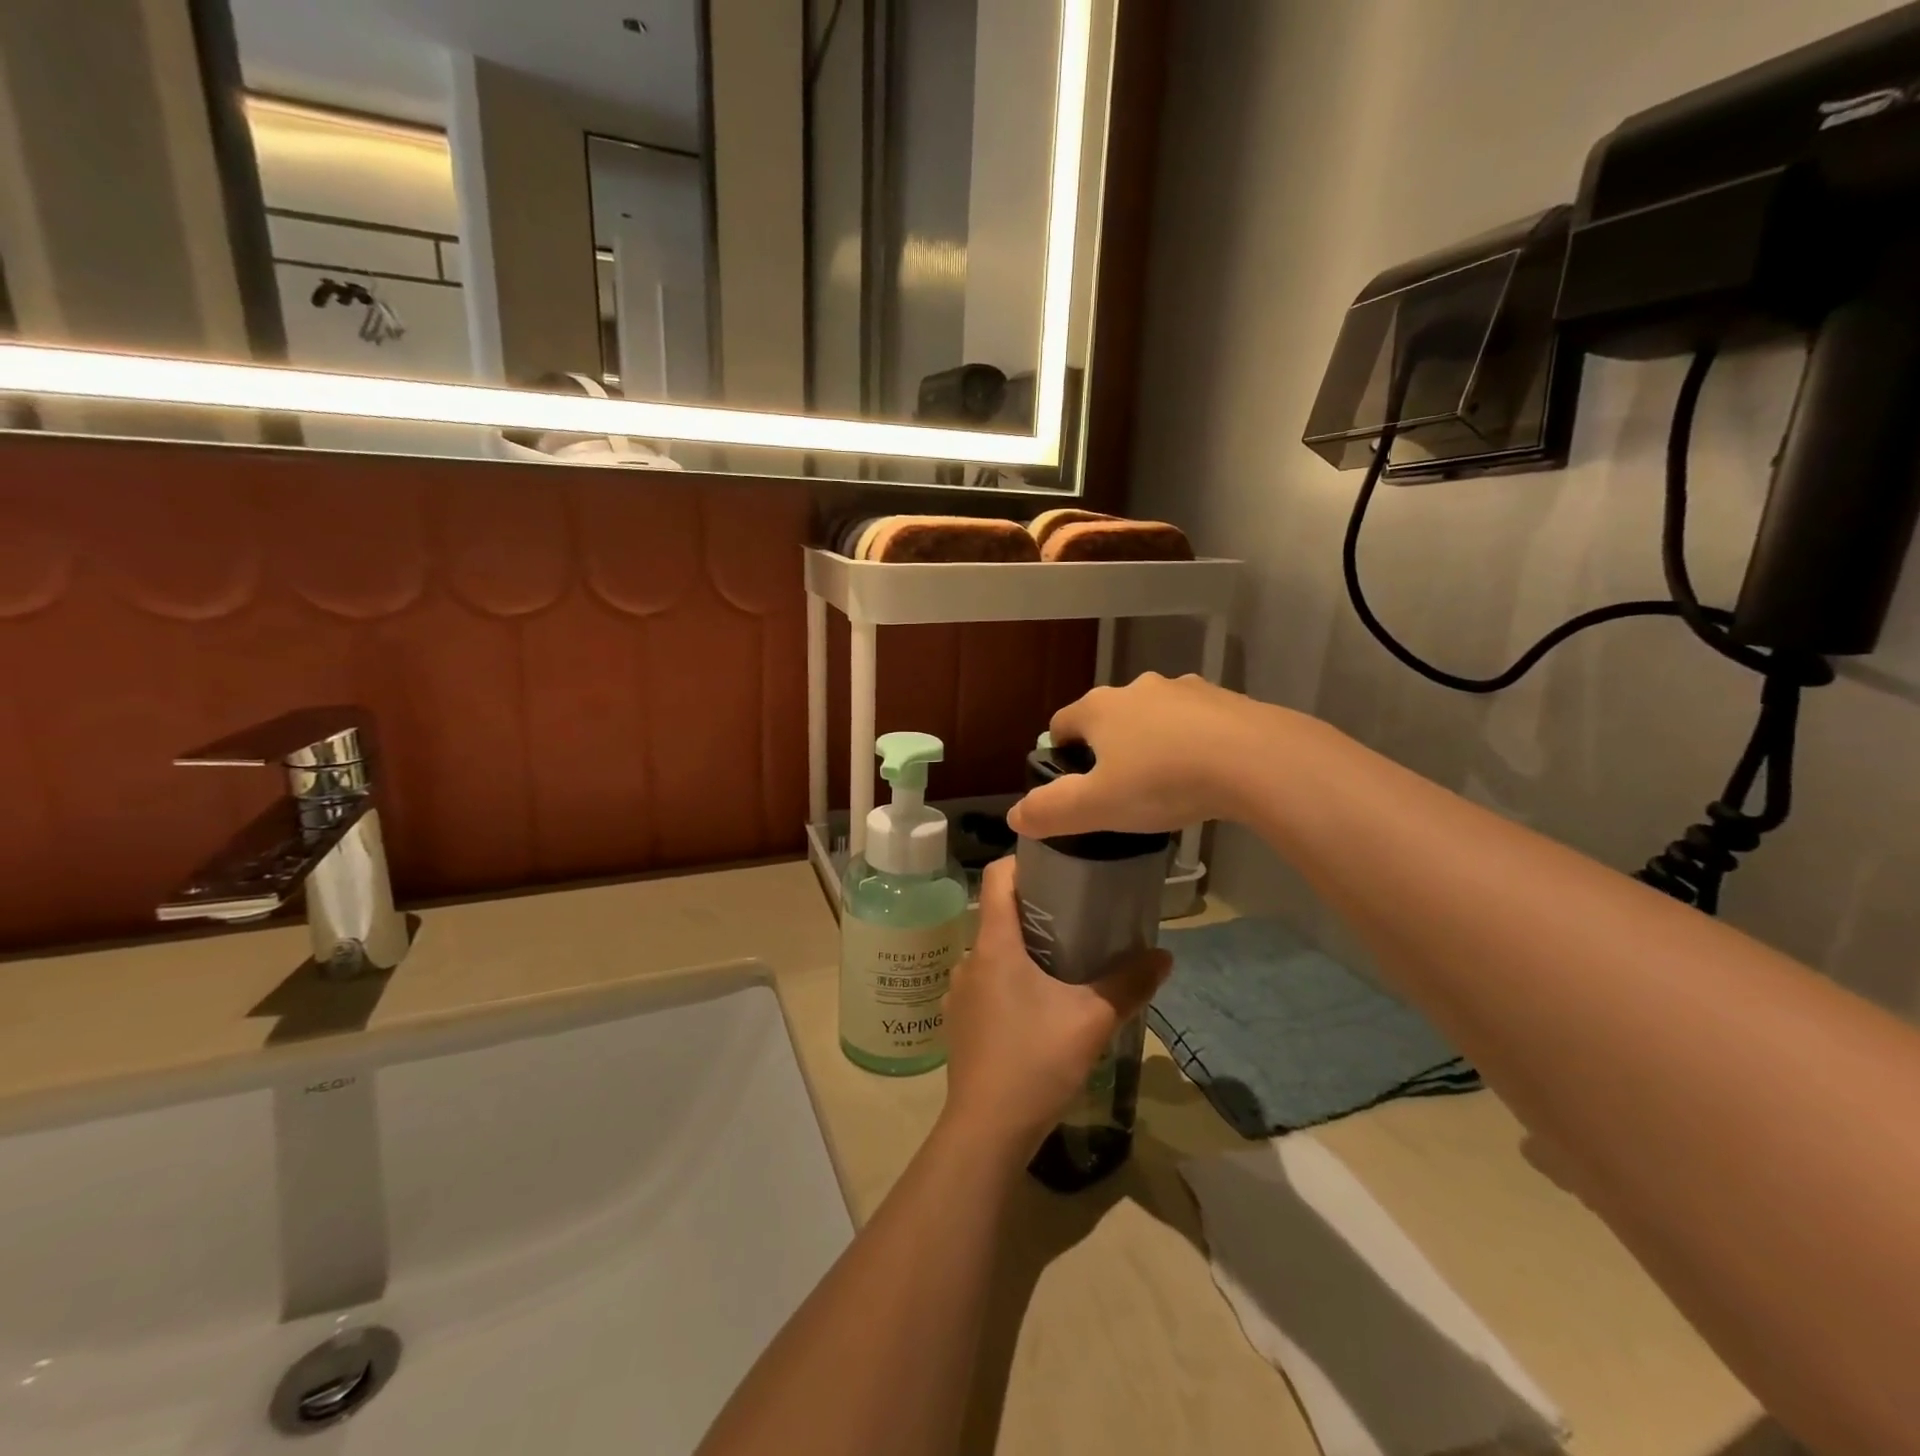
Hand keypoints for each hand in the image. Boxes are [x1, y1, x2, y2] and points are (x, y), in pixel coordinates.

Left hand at [942, 859, 1170, 1159]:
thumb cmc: (1035, 1061)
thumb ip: (1130, 984)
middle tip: (1079, 914)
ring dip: (1025, 948)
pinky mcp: (960, 1021)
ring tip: (1065, 959)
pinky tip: (1040, 1004)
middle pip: (999, 913)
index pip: (997, 876)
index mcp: (994, 944)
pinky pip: (987, 981)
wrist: (986, 1132)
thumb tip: (1165, 956)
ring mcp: (960, 991)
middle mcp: (969, 958)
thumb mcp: (1092, 1020)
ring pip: (994, 951)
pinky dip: (1012, 978)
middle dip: (1036, 908)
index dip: (1024, 860)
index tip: (1058, 862)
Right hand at [1007, 673, 1272, 839]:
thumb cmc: (1162, 781)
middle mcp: (1137, 688)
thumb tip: (1015, 816)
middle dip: (1107, 749)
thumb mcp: (1097, 806)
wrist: (1255, 761)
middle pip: (1108, 718)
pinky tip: (1205, 774)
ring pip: (1153, 718)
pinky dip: (1190, 743)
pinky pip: (1194, 722)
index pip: (1061, 724)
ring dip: (1151, 743)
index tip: (1071, 786)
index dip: (1058, 754)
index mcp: (1099, 707)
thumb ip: (1050, 811)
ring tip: (1165, 785)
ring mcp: (1184, 690)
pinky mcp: (1225, 700)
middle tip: (1119, 791)